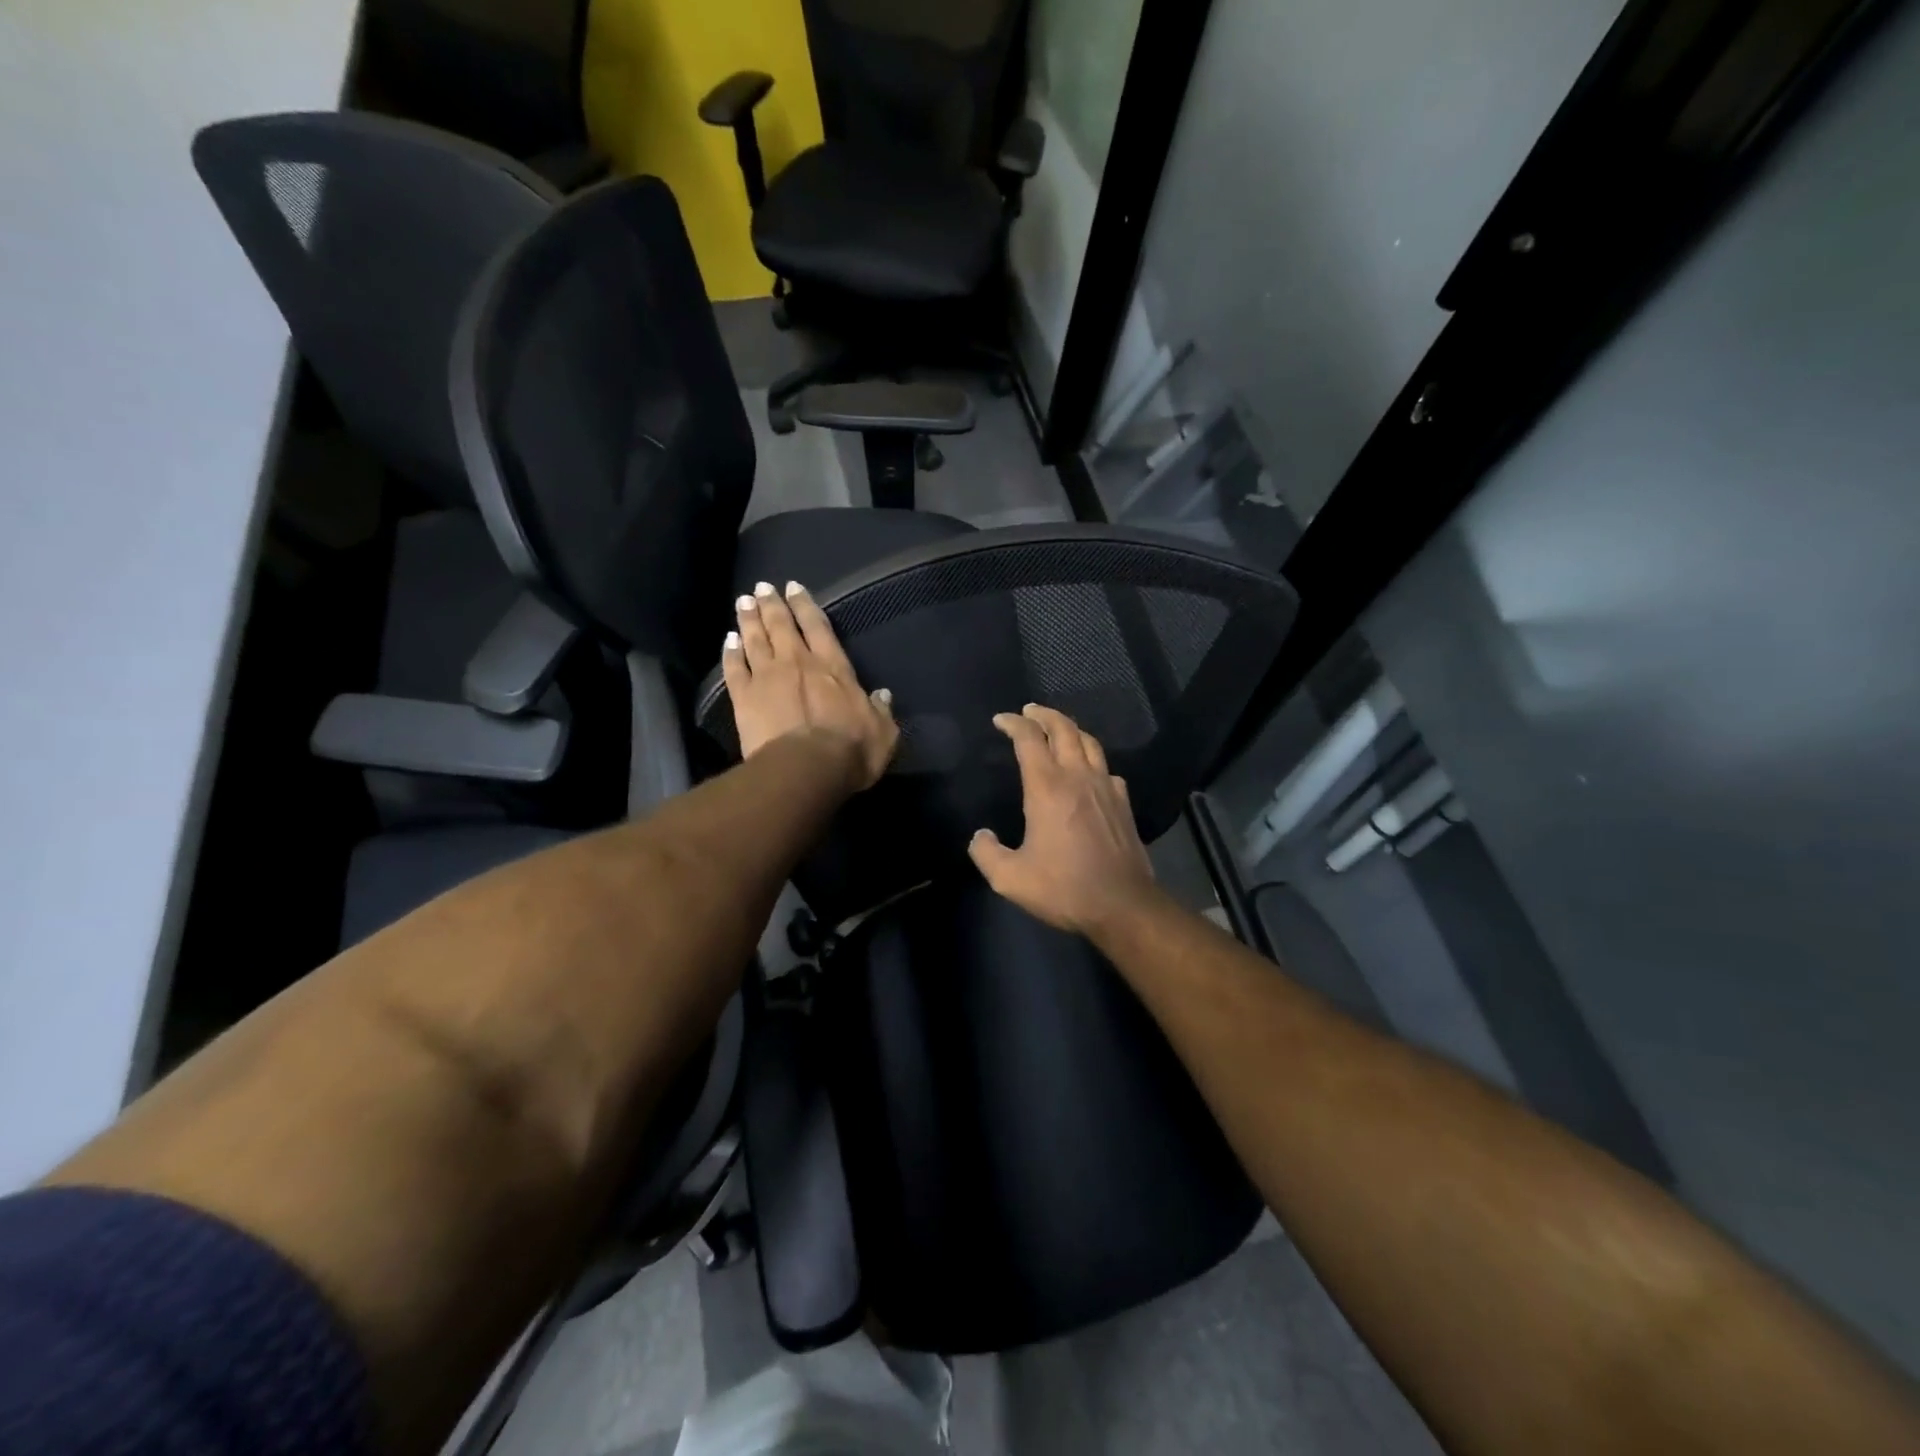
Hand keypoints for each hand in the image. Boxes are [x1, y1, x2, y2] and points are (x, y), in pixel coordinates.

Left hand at [723, 580, 898, 791]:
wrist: (807, 769)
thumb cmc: (851, 750)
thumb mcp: (883, 732)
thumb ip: (881, 710)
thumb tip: (883, 695)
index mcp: (833, 667)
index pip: (818, 626)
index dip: (805, 605)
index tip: (793, 587)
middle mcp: (798, 662)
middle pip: (781, 625)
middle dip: (772, 604)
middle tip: (762, 588)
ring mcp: (767, 677)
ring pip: (755, 640)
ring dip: (748, 619)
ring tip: (742, 602)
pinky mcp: (744, 697)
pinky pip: (734, 668)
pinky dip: (730, 652)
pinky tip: (728, 641)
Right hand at [968, 705, 1156, 935]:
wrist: (1122, 904)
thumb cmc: (1063, 888)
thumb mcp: (1010, 878)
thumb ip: (986, 853)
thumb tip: (980, 836)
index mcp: (1047, 787)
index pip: (1029, 739)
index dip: (1013, 723)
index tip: (1001, 720)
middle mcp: (1078, 777)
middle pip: (1063, 728)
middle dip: (1044, 715)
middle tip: (1029, 711)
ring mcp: (1105, 788)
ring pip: (1089, 742)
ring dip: (1070, 729)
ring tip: (1057, 729)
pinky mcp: (1123, 803)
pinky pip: (1107, 768)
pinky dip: (1093, 759)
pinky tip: (1089, 770)